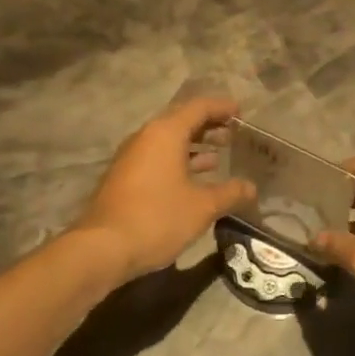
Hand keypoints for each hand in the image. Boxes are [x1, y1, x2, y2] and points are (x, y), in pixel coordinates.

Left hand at [73, 96, 255, 283]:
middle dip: (209, 126)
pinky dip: (179, 161)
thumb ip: (230, 193)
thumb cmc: (158, 218)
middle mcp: (146, 137)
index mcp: (166, 133)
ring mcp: (132, 157)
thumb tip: (251, 188)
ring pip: (168, 141)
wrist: (103, 248)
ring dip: (194, 145)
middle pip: (182, 121)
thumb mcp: (202, 207)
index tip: (242, 113)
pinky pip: (157, 158)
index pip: (199, 107)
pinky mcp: (125, 177)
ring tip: (219, 155)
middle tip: (234, 135)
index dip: (222, 107)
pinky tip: (194, 179)